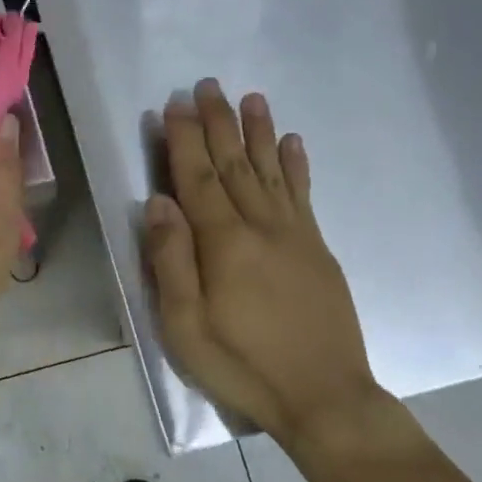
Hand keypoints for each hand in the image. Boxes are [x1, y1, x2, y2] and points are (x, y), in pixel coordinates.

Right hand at [145, 80, 377, 442]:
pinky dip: (296, 165)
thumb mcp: (185, 326)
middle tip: (207, 85)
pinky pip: (304, 195)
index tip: (174, 105)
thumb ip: (170, 261)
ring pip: (271, 171)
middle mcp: (261, 226)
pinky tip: (292, 142)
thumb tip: (158, 203)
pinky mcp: (318, 249)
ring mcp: (295, 235)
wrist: (324, 397)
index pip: (197, 178)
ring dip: (258, 132)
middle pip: (234, 164)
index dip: (184, 140)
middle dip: (218, 123)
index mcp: (224, 243)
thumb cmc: (242, 365)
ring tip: (252, 97)